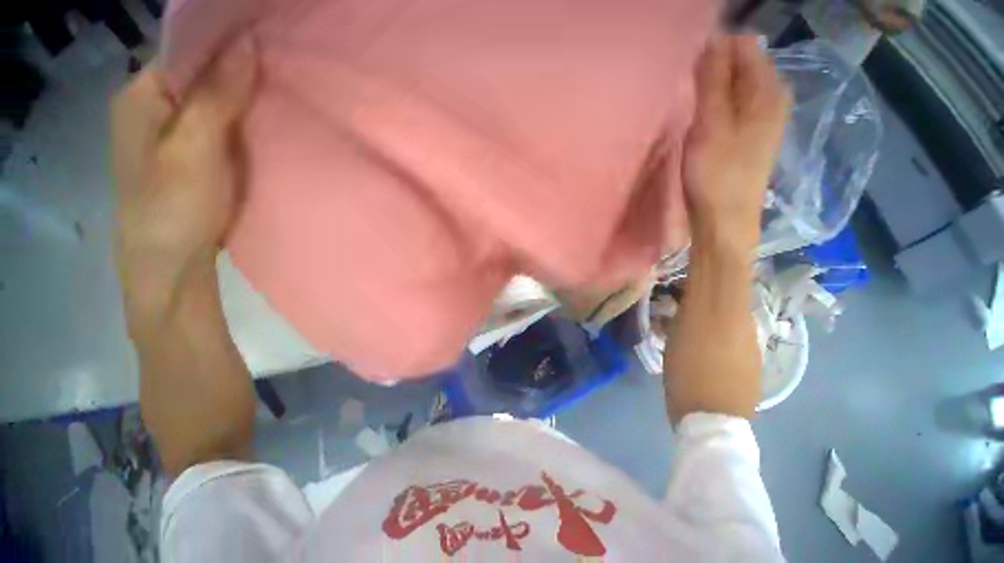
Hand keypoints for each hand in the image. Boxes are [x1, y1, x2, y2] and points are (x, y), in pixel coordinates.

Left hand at [113, 38, 256, 323]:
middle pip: (199, 74)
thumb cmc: (175, 205)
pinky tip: (265, 123)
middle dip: (238, 71)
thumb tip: (247, 43)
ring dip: (243, 98)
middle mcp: (152, 106)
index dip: (225, 43)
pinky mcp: (191, 155)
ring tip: (281, 94)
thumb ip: (217, 95)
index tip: (268, 43)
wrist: (170, 263)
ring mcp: (172, 133)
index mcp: (140, 94)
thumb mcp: (195, 146)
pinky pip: (219, 125)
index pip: (185, 48)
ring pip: (212, 101)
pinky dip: (242, 121)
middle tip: (282, 71)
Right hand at [682, 35, 790, 256]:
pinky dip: (716, 107)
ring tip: (690, 109)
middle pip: (740, 65)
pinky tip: (701, 123)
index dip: (713, 51)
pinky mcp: (751, 134)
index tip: (687, 72)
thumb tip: (713, 39)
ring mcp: (763, 117)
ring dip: (711, 91)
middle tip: (686, 95)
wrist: (725, 219)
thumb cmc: (716, 174)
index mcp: (767, 89)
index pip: (742, 46)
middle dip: (712, 71)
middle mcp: (772, 96)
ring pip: (735, 86)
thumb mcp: (711, 124)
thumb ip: (714, 80)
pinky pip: (734, 106)